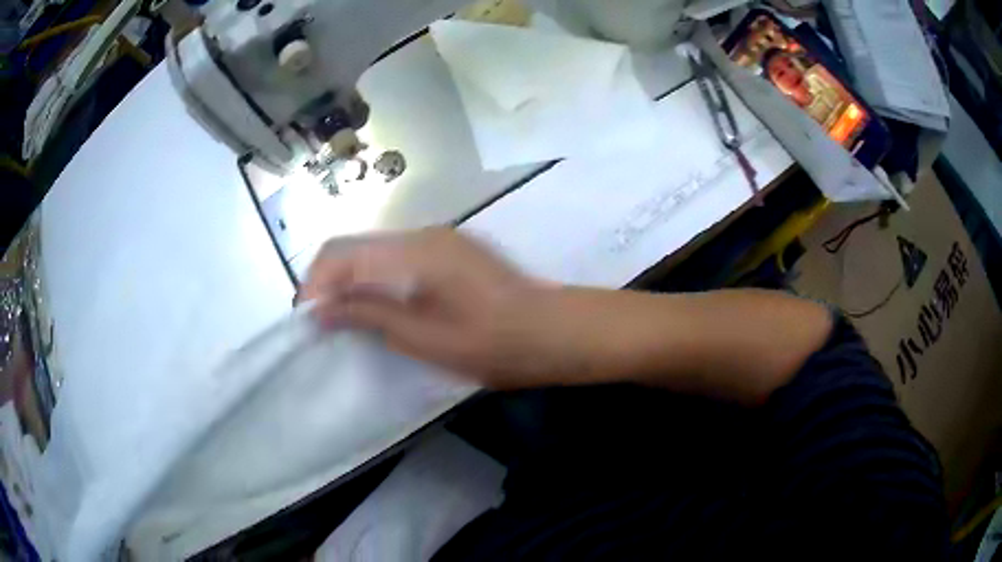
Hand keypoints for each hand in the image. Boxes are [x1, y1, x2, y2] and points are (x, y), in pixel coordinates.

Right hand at [300, 228, 577, 388]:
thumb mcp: (424, 338)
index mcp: (415, 251)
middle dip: (329, 282)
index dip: (315, 285)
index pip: (342, 254)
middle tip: (320, 323)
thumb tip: (321, 309)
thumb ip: (369, 315)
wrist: (554, 333)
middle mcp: (423, 234)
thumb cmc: (493, 344)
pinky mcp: (450, 251)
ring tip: (342, 319)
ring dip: (351, 281)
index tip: (306, 321)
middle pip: (356, 247)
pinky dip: (376, 280)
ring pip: (375, 252)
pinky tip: (376, 306)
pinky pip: (397, 259)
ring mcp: (439, 239)